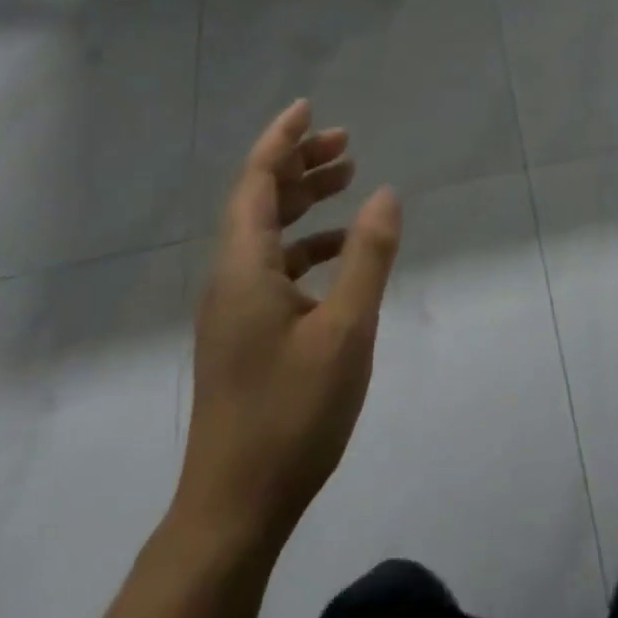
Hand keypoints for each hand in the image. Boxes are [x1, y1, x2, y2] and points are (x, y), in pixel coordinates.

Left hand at [175, 100, 401, 551]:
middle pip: (261, 199)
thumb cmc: (290, 413)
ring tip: (348, 179)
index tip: (309, 107)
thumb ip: (367, 256)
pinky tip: (340, 253)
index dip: (282, 139)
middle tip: (346, 142)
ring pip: (267, 232)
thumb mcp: (345, 330)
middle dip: (301, 163)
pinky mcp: (243, 334)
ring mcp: (234, 308)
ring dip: (304, 201)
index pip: (257, 180)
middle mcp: (231, 276)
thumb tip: (386, 193)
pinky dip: (306, 245)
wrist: (234, 510)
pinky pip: (273, 266)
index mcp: (244, 265)